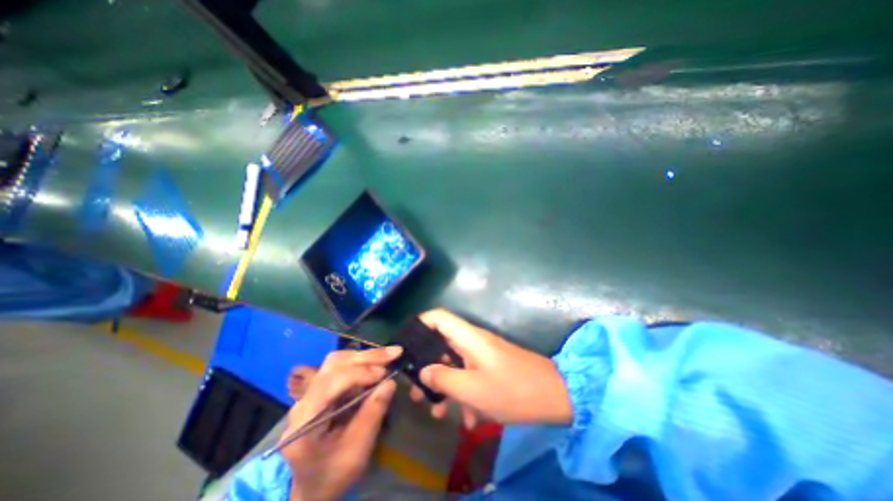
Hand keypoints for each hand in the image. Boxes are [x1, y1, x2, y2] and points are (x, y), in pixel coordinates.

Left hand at [281, 346, 400, 498]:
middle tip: (394, 353)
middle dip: (366, 357)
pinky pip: (342, 367)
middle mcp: (303, 400)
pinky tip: (377, 363)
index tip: (385, 373)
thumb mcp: (356, 451)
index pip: (330, 383)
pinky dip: (362, 363)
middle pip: (334, 365)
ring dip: (365, 357)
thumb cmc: (333, 474)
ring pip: (337, 361)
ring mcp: (311, 392)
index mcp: (304, 421)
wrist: (312, 487)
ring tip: (388, 356)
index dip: (359, 373)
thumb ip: (372, 415)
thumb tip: (390, 383)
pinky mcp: (321, 389)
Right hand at [411, 309, 570, 425]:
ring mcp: (482, 354)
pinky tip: (467, 419)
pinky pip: (469, 375)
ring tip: (435, 411)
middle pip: (441, 343)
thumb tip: (423, 371)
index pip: (439, 316)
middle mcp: (473, 341)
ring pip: (454, 363)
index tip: (406, 343)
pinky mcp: (490, 367)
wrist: (555, 396)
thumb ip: (444, 379)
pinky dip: (464, 393)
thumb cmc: (512, 390)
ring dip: (444, 385)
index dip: (420, 323)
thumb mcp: (473, 390)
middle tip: (416, 389)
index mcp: (468, 337)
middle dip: (427, 365)